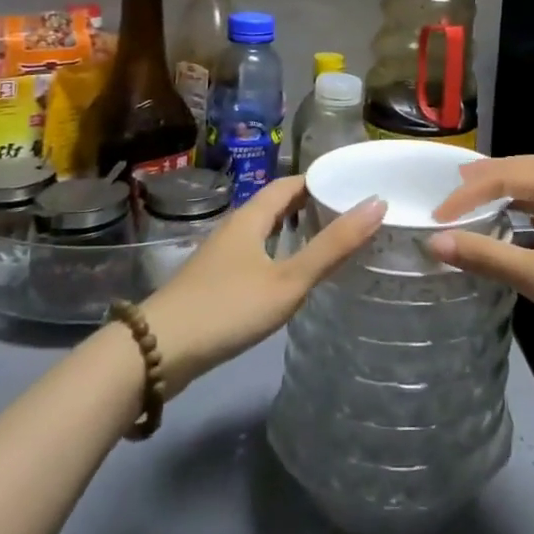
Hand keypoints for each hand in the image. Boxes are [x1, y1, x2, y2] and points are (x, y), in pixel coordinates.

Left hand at [142, 175, 383, 390]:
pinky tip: (289, 279)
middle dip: (309, 206)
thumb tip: (377, 203)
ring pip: (263, 233)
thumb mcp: (288, 279)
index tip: (351, 186)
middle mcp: (234, 229)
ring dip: (292, 232)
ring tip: (327, 244)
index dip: (319, 180)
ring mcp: (220, 257)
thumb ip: (332, 246)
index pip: (289, 184)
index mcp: (251, 217)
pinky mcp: (212, 284)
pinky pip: (253, 256)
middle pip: (275, 206)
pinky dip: (277, 256)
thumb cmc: (227, 308)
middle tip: (347, 215)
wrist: (156, 353)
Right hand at [428, 156, 533, 366]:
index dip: (467, 194)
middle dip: (487, 180)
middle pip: (523, 172)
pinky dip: (525, 216)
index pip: (504, 176)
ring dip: (507, 197)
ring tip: (475, 204)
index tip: (436, 217)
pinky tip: (514, 231)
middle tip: (452, 188)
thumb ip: (486, 256)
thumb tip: (435, 241)